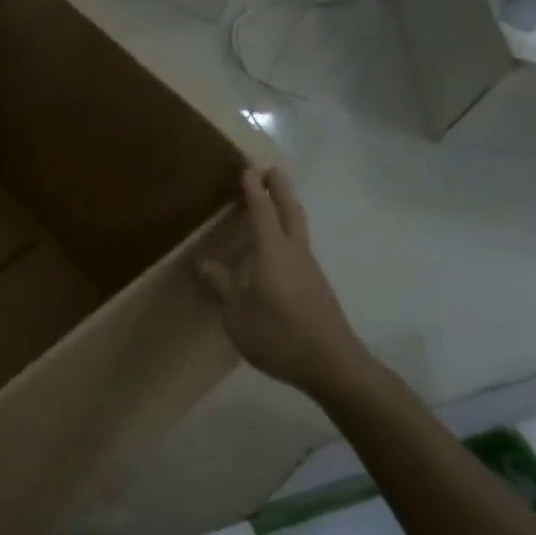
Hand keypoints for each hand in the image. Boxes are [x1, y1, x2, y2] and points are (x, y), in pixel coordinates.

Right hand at [197, 167, 370, 399]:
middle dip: (280, 190)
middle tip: (272, 171)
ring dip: (287, 211)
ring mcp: (310, 271)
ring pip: (298, 230)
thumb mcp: (237, 313)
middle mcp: (295, 254)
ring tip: (274, 204)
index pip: (262, 212)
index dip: (254, 191)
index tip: (248, 169)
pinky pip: (299, 249)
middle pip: (290, 212)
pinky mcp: (316, 288)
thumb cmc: (279, 335)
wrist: (332, 365)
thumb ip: (220, 286)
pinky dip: (288, 236)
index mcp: (273, 253)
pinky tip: (277, 251)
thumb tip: (202, 263)